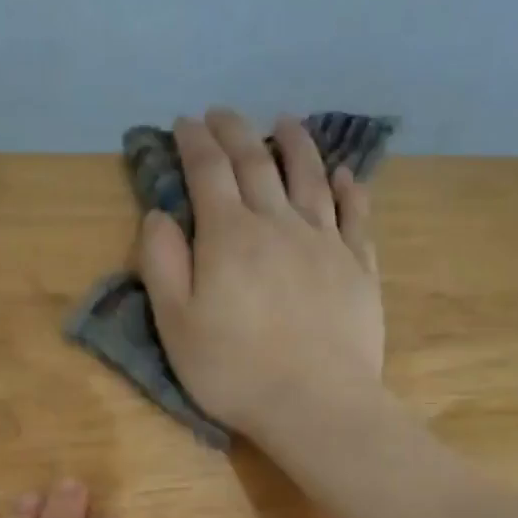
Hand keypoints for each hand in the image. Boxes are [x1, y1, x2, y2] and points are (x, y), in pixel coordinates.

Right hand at [136, 109, 384, 445]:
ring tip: (286, 122)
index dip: (194, 141)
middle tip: (223, 114)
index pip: (208, 172)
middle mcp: (278, 223)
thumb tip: (159, 214)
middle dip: (236, 132)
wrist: (314, 403)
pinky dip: (349, 188)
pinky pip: (356, 215)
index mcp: (229, 236)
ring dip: (296, 144)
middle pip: (257, 163)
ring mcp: (325, 242)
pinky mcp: (358, 267)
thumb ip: (162, 264)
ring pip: (311, 177)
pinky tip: (345, 175)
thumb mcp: (176, 324)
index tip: (185, 122)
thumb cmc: (233, 370)